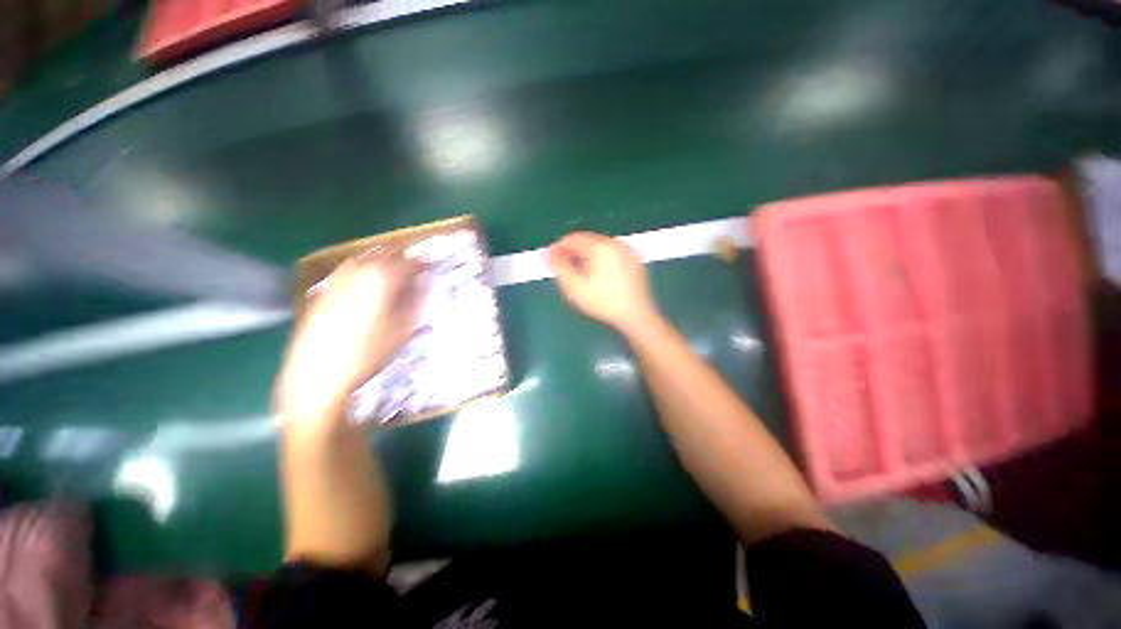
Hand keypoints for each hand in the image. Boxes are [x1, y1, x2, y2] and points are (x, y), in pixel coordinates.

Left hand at [275, 249, 424, 429]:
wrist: (318, 374)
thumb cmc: (368, 354)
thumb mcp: (403, 329)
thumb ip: (417, 301)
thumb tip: (426, 283)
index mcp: (381, 282)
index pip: (408, 263)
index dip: (422, 264)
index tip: (431, 269)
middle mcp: (357, 274)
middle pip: (384, 254)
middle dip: (401, 258)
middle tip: (414, 269)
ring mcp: (336, 281)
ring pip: (364, 259)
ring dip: (381, 261)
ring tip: (392, 274)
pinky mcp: (322, 292)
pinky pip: (347, 271)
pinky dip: (362, 271)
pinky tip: (366, 285)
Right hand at [547, 231, 658, 333]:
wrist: (636, 315)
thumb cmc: (603, 302)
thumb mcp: (575, 288)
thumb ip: (559, 267)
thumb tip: (548, 252)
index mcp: (600, 247)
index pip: (573, 238)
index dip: (559, 248)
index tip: (553, 261)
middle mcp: (615, 243)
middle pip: (587, 240)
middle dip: (574, 252)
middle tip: (567, 270)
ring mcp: (627, 250)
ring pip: (600, 246)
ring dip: (587, 256)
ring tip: (582, 275)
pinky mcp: (635, 259)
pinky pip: (612, 253)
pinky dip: (602, 260)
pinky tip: (600, 277)